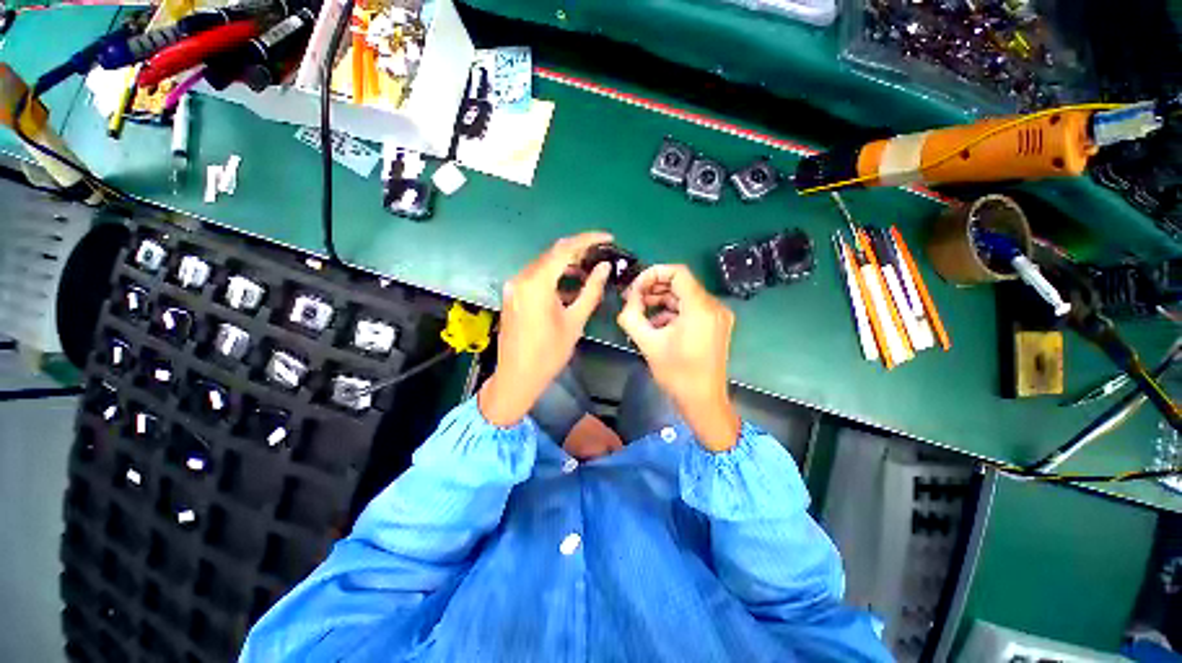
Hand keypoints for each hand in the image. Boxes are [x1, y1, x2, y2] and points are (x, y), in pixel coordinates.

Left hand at [479, 232, 613, 426]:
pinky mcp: (512, 295)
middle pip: (552, 254)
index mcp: (536, 283)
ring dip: (566, 263)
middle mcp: (521, 278)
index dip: (588, 240)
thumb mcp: (575, 322)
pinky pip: (536, 276)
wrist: (517, 377)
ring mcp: (514, 286)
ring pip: (544, 264)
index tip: (608, 238)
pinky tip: (570, 283)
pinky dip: (554, 275)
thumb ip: (590, 290)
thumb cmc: (549, 353)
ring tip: (589, 270)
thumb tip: (604, 267)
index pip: (564, 249)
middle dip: (578, 251)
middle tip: (601, 255)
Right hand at [617, 265, 740, 451]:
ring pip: (685, 297)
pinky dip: (673, 312)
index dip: (653, 274)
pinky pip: (692, 310)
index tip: (635, 288)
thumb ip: (632, 316)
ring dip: (662, 301)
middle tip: (633, 300)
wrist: (703, 401)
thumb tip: (628, 301)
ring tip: (641, 313)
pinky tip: (656, 325)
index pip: (678, 272)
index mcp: (700, 308)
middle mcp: (714, 307)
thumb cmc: (676, 374)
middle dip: (654, 288)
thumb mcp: (648, 344)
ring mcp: (718, 317)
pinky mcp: (716, 326)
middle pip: (681, 283)